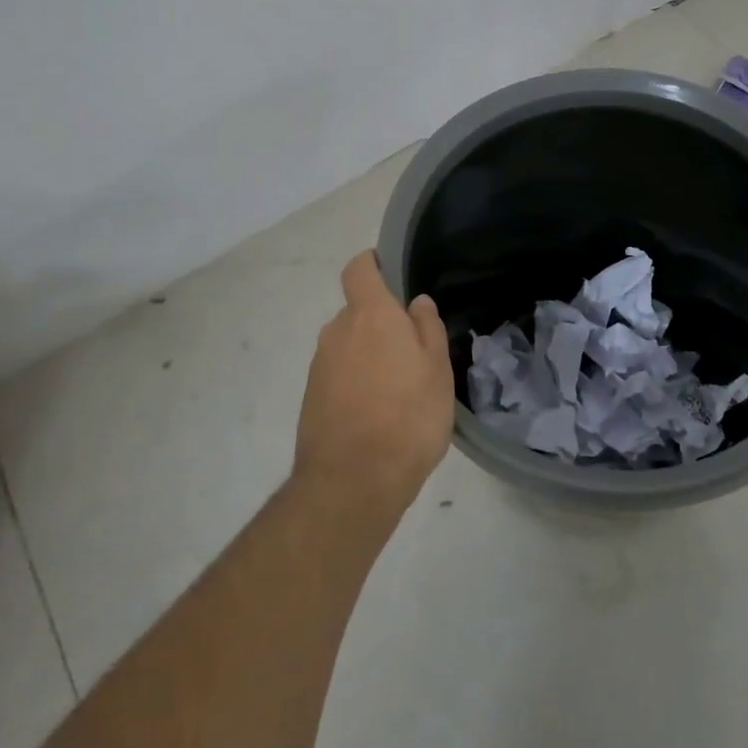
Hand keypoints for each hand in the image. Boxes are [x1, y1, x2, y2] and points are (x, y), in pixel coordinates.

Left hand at [293, 251, 454, 519]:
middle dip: (380, 324)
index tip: (391, 274)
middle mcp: (337, 331)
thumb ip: (427, 329)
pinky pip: (337, 375)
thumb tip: (416, 303)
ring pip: (348, 346)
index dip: (373, 265)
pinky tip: (376, 414)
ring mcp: (319, 365)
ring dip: (368, 357)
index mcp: (370, 315)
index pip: (359, 268)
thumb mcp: (437, 371)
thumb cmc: (408, 417)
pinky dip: (355, 383)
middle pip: (358, 312)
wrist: (353, 482)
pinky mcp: (310, 398)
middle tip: (411, 353)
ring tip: (397, 391)